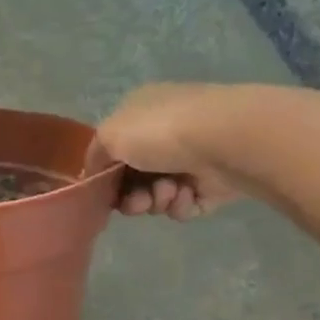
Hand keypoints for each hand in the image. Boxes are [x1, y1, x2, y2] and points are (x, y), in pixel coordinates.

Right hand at [85, 84, 240, 219]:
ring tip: (169, 192)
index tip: (104, 192)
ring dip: (156, 200)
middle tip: (138, 202)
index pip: (115, 149)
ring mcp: (191, 158)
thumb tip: (95, 173)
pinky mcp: (212, 184)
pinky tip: (187, 196)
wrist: (225, 141)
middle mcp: (165, 132)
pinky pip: (184, 205)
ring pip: (157, 194)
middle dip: (132, 195)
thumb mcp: (109, 135)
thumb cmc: (161, 132)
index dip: (106, 175)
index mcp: (141, 113)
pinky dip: (181, 205)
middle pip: (135, 178)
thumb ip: (94, 156)